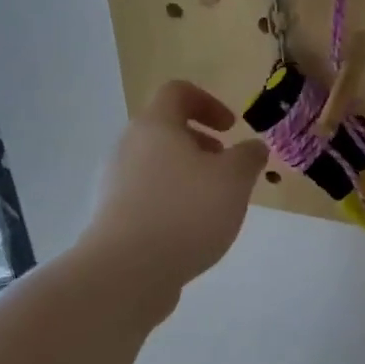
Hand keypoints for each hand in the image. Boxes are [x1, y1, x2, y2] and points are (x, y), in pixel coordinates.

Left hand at [80, 81, 268, 306]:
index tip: (231, 128)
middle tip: (227, 168)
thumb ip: (249, 156)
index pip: (177, 92)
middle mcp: (128, 147)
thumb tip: (252, 147)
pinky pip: (148, 195)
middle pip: (165, 130)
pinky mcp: (112, 216)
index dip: (208, 102)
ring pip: (157, 165)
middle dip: (201, 144)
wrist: (127, 271)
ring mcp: (115, 182)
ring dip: (188, 174)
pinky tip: (191, 231)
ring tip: (214, 204)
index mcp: (154, 126)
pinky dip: (172, 201)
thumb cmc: (186, 212)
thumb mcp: (234, 179)